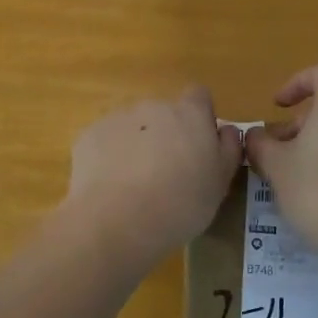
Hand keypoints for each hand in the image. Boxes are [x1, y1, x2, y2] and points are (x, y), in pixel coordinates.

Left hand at [61, 87, 242, 270]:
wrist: (117, 221)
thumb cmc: (180, 204)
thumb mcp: (220, 183)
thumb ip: (228, 150)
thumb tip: (226, 130)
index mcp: (190, 114)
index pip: (199, 96)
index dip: (200, 118)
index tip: (199, 146)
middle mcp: (153, 106)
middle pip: (164, 114)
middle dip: (166, 135)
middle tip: (168, 174)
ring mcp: (117, 118)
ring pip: (133, 127)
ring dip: (137, 146)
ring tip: (135, 186)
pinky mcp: (89, 135)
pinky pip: (106, 141)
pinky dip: (110, 157)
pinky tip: (111, 188)